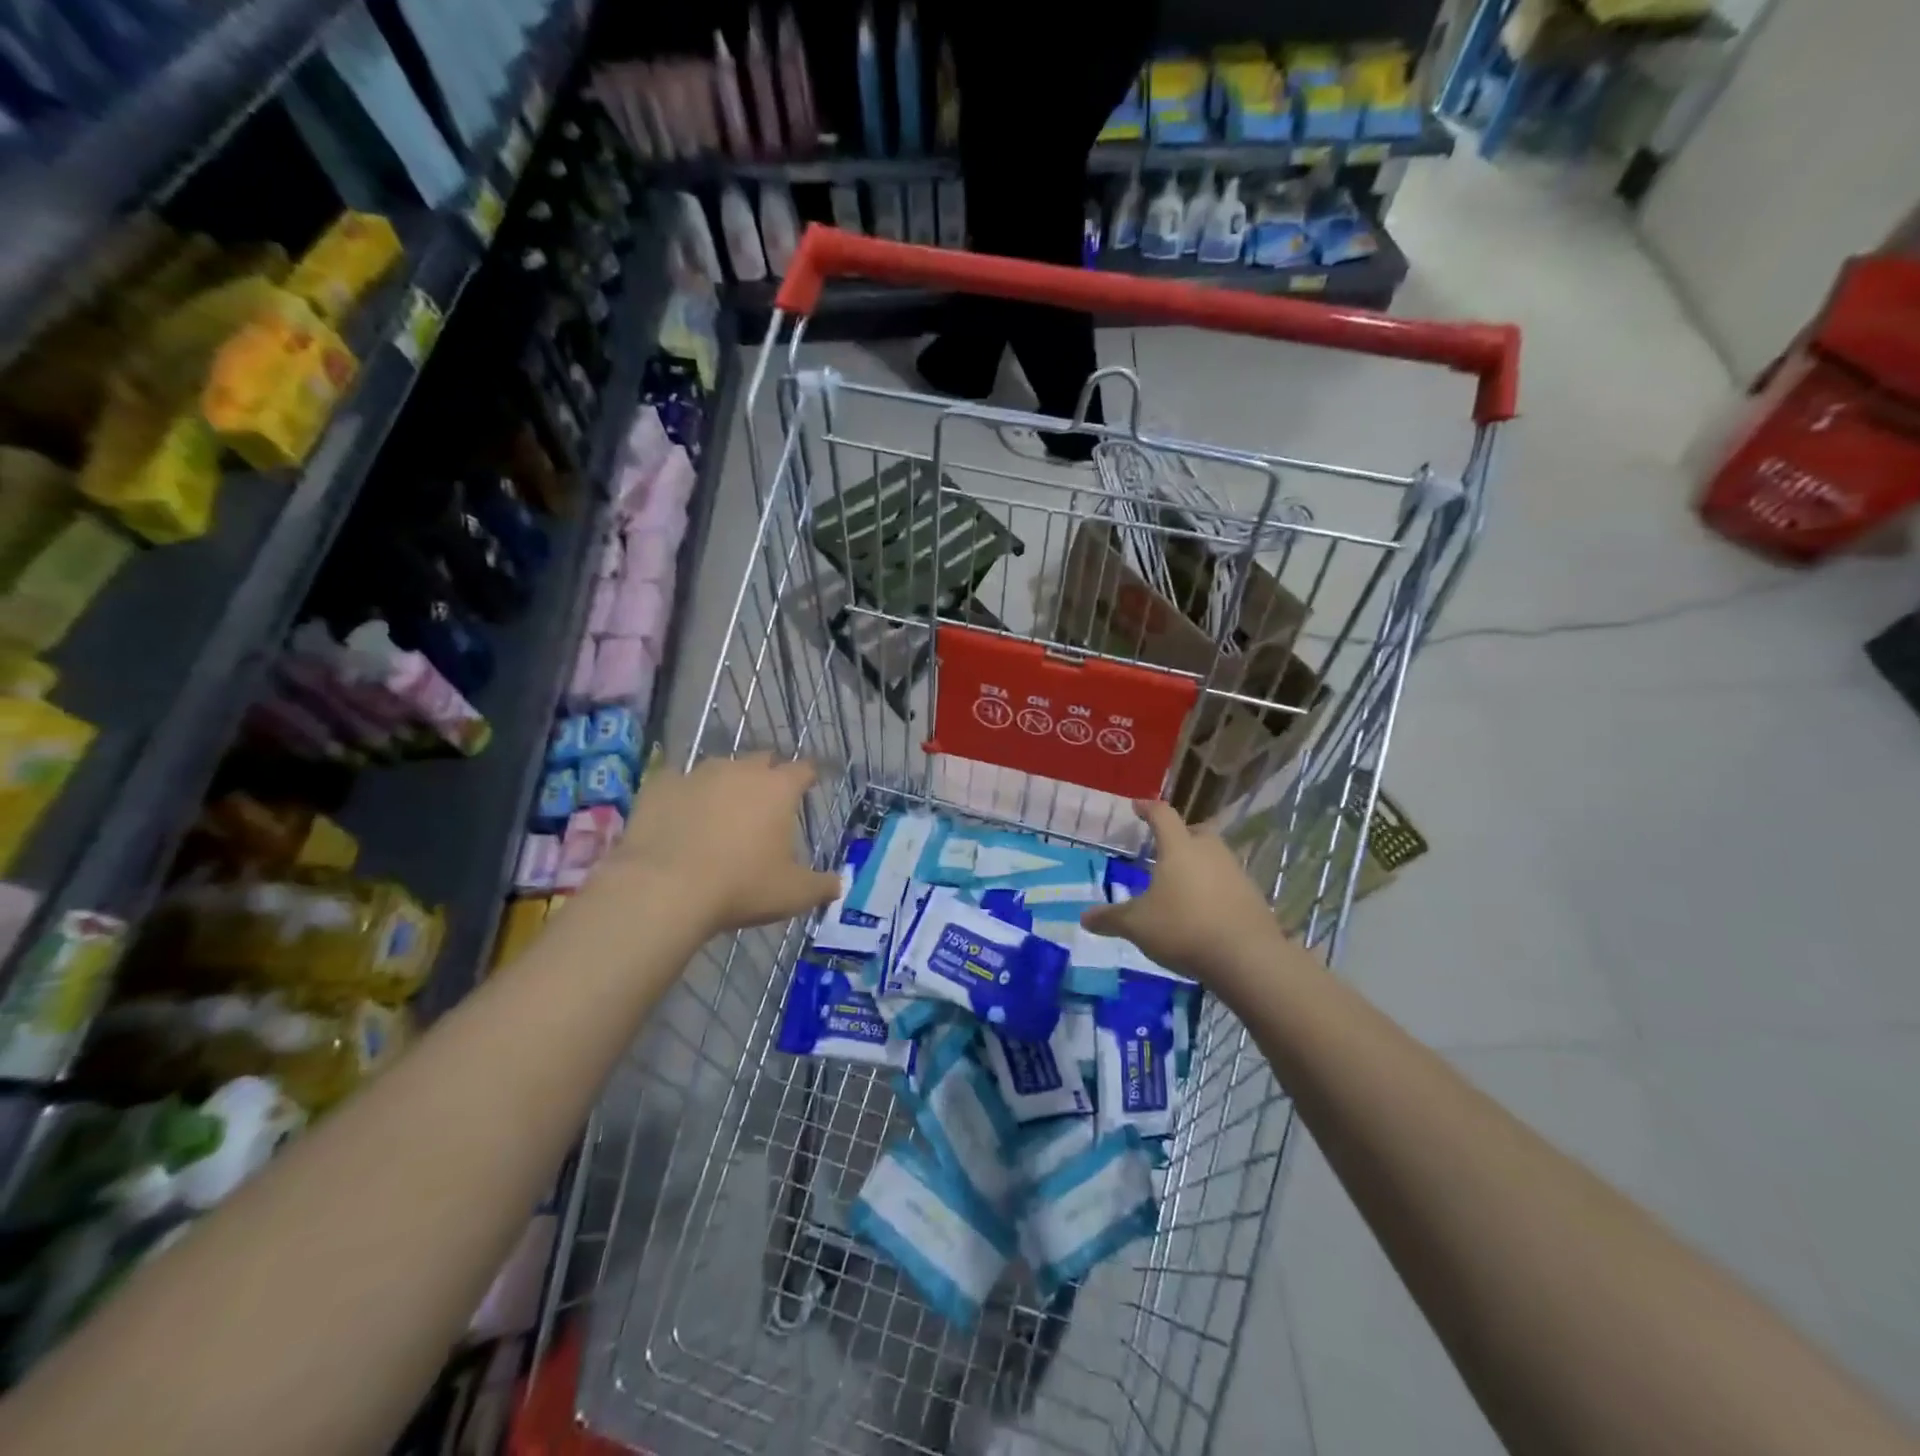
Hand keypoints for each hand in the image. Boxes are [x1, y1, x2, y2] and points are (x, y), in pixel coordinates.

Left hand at [604, 753, 841, 936]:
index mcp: (778, 789)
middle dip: (767, 775)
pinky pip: (678, 782)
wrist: (664, 889)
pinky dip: (684, 795)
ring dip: (726, 783)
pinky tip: (680, 816)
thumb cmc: (741, 887)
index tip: (809, 786)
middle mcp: (740, 770)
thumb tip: (838, 884)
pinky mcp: (660, 785)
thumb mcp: (792, 894)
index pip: (803, 769)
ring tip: (721, 811)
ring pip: (720, 767)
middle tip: (765, 802)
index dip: (808, 777)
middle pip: (762, 759)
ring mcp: (697, 774)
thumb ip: (821, 886)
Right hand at [1079, 800, 1285, 983]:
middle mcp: (1210, 852)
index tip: (1138, 806)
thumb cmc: (1184, 929)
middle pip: (1196, 831)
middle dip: (1180, 835)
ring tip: (1182, 883)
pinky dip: (1215, 888)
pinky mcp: (1253, 896)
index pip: (1162, 815)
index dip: (1148, 808)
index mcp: (1179, 848)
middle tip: (1165, 848)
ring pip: (1215, 856)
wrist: (1247, 958)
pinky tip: (1204, 909)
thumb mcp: (1138, 926)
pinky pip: (1228, 882)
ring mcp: (1236, 872)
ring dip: (1199, 863)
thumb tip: (1084, 917)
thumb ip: (1111, 919)